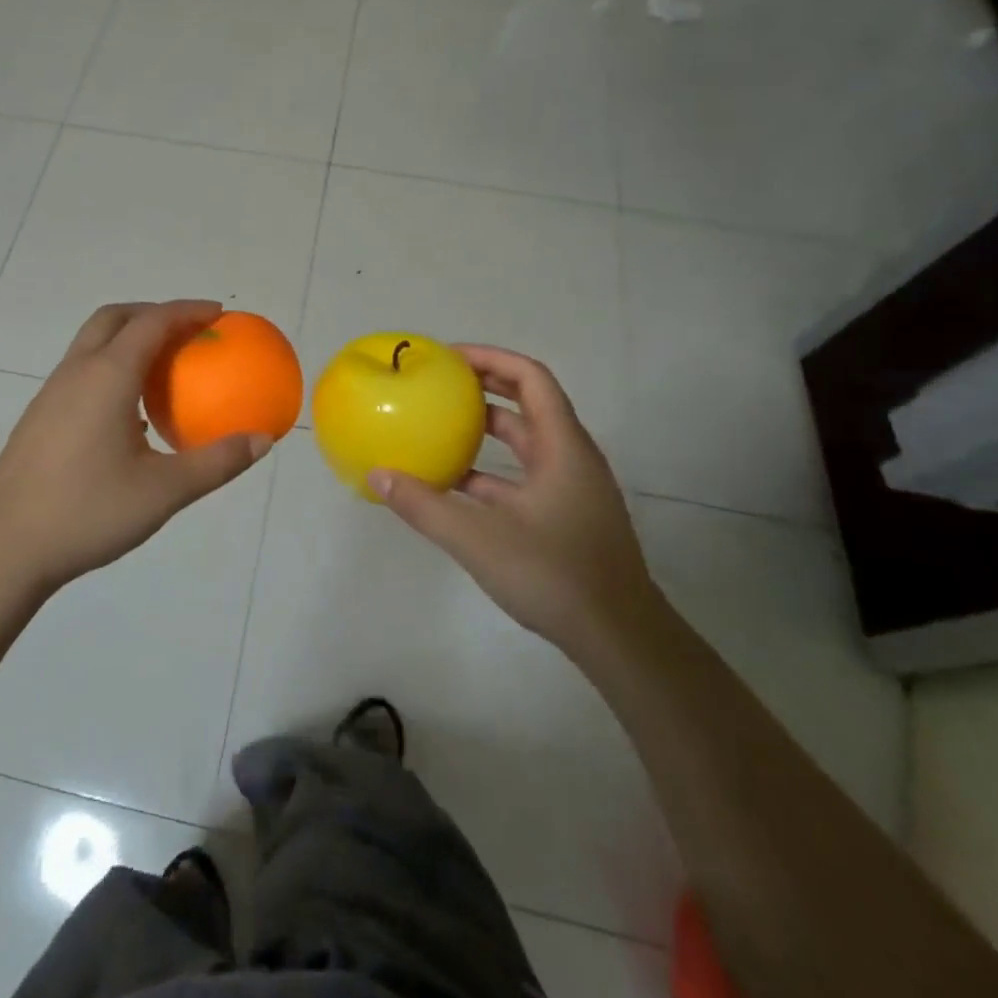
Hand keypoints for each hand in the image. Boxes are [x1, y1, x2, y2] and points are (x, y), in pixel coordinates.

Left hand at [0, 301, 272, 600]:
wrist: (5, 548)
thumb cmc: (88, 512)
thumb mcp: (164, 491)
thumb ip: (217, 462)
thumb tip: (262, 440)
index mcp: (108, 377)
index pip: (152, 322)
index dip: (187, 311)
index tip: (218, 314)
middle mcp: (76, 372)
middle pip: (115, 318)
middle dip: (154, 313)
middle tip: (188, 331)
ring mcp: (52, 393)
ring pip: (92, 343)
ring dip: (129, 338)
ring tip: (163, 367)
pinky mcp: (39, 416)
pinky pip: (82, 370)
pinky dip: (112, 366)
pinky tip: (129, 412)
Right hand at [368, 346, 659, 657]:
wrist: (620, 640)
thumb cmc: (554, 576)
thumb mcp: (478, 538)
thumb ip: (424, 506)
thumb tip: (377, 475)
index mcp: (562, 447)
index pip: (530, 378)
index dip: (491, 357)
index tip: (448, 357)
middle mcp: (570, 458)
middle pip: (528, 403)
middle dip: (484, 385)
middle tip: (438, 382)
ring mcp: (570, 489)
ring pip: (525, 442)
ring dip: (485, 429)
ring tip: (438, 425)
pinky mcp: (565, 517)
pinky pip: (523, 476)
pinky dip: (489, 471)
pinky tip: (453, 485)